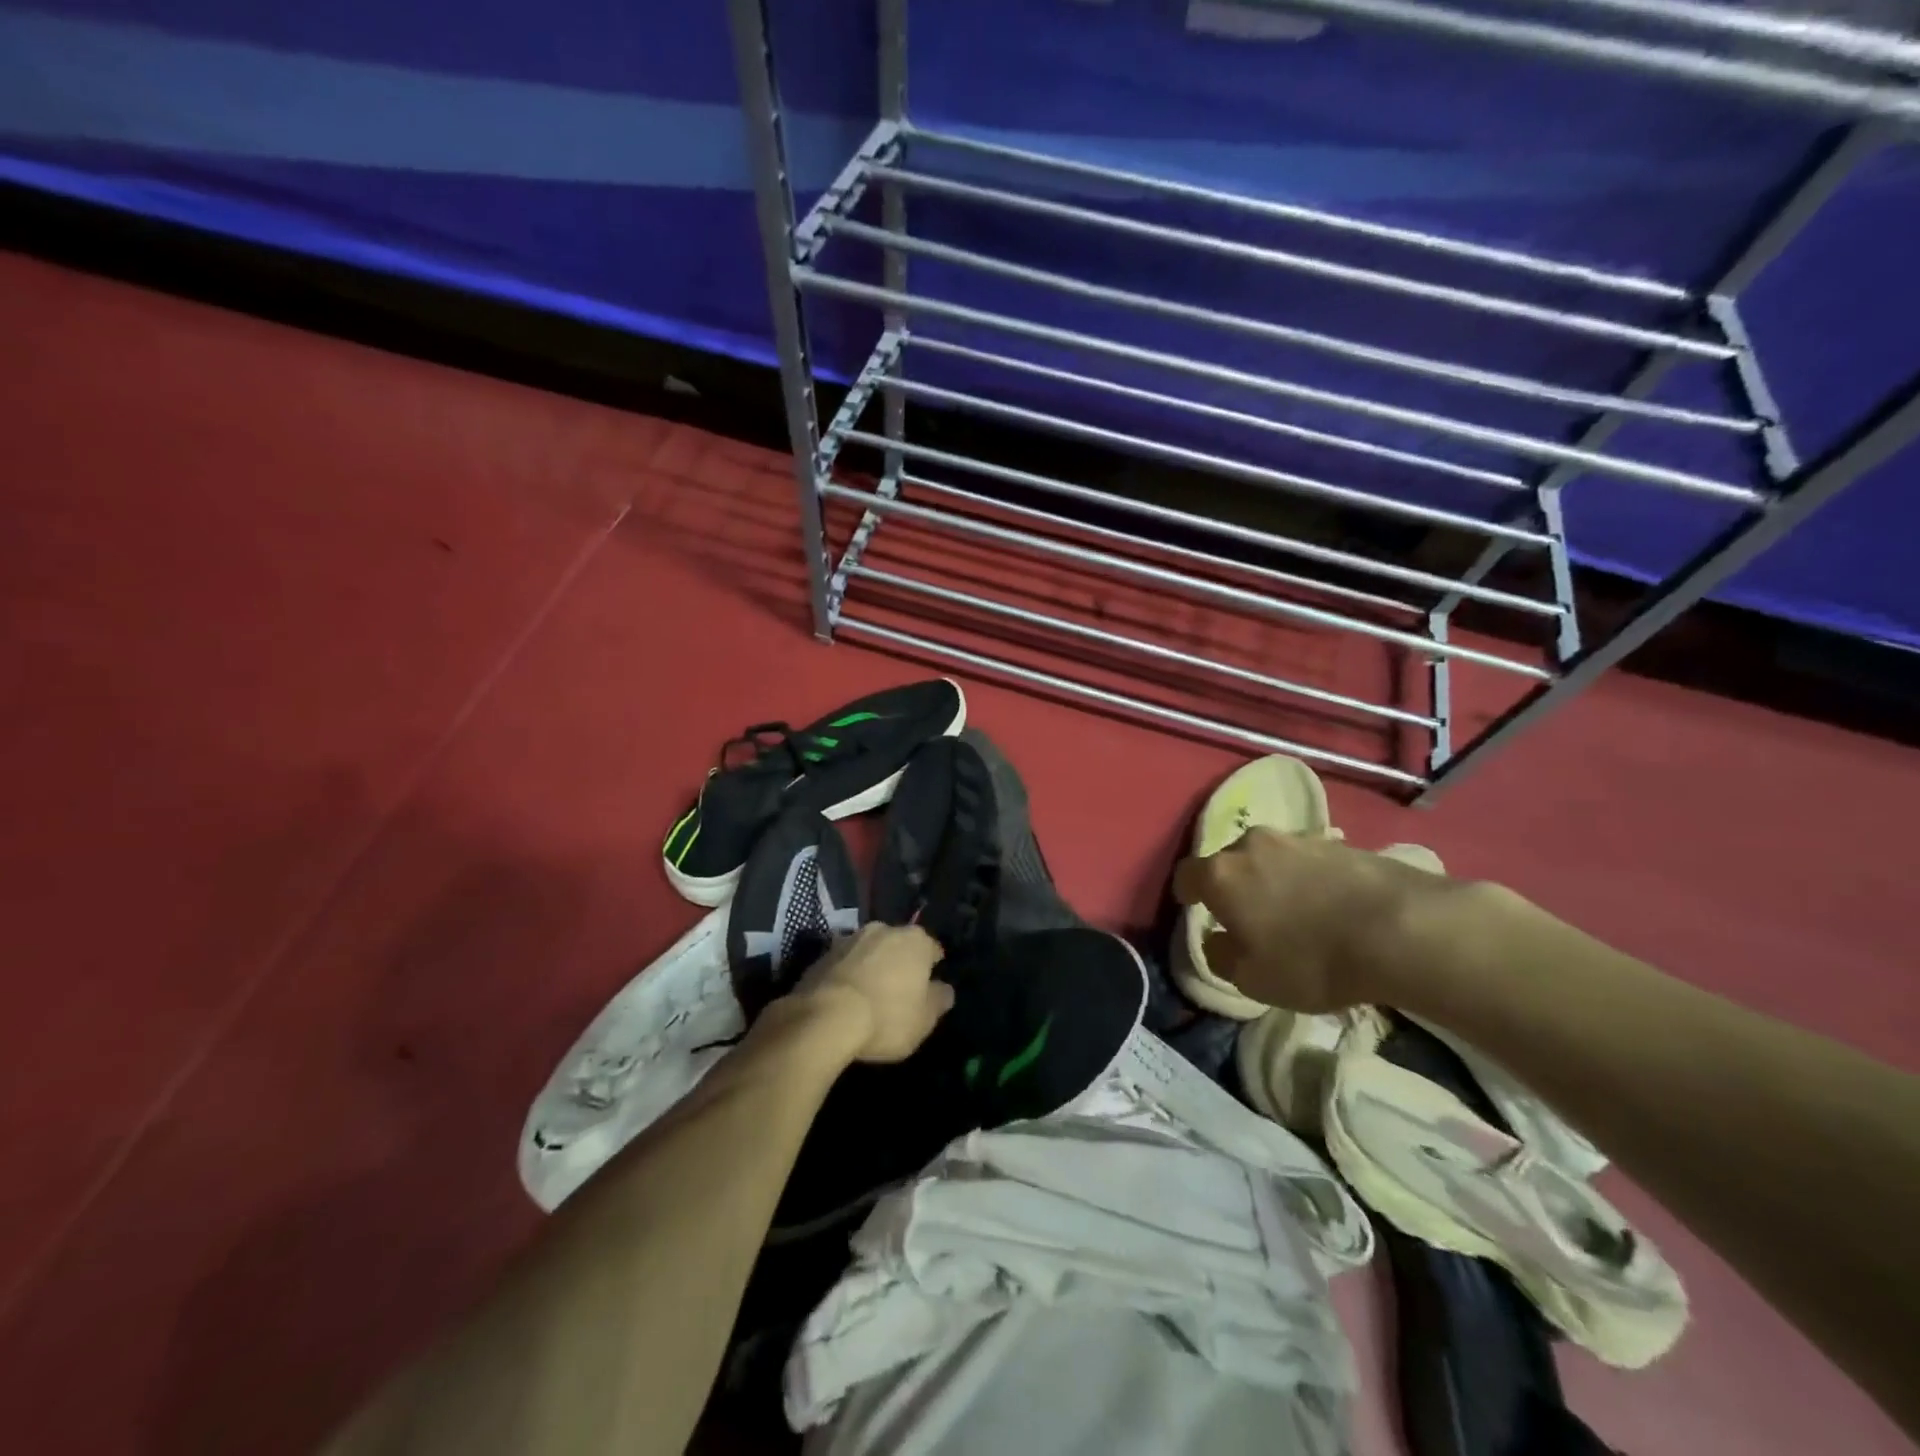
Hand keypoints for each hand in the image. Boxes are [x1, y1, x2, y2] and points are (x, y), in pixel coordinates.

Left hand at [792, 923, 952, 1063]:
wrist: (825, 1017)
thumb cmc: (886, 1016)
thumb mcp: (924, 1019)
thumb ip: (939, 1000)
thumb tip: (944, 989)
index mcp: (915, 940)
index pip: (932, 949)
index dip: (932, 968)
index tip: (929, 986)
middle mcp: (884, 929)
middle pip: (898, 945)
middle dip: (900, 962)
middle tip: (899, 990)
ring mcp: (850, 938)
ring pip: (869, 951)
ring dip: (872, 966)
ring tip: (869, 995)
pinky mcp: (823, 954)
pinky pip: (844, 963)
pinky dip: (848, 975)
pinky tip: (845, 999)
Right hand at [1172, 826, 1449, 1011]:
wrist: (1400, 929)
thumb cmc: (1311, 958)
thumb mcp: (1253, 979)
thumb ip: (1221, 957)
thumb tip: (1219, 941)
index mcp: (1221, 874)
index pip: (1186, 875)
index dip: (1188, 895)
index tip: (1197, 911)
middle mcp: (1252, 845)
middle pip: (1230, 862)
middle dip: (1234, 885)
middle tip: (1249, 916)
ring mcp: (1297, 839)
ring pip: (1270, 858)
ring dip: (1273, 879)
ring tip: (1295, 911)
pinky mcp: (1339, 843)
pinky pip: (1308, 861)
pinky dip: (1309, 879)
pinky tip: (1330, 906)